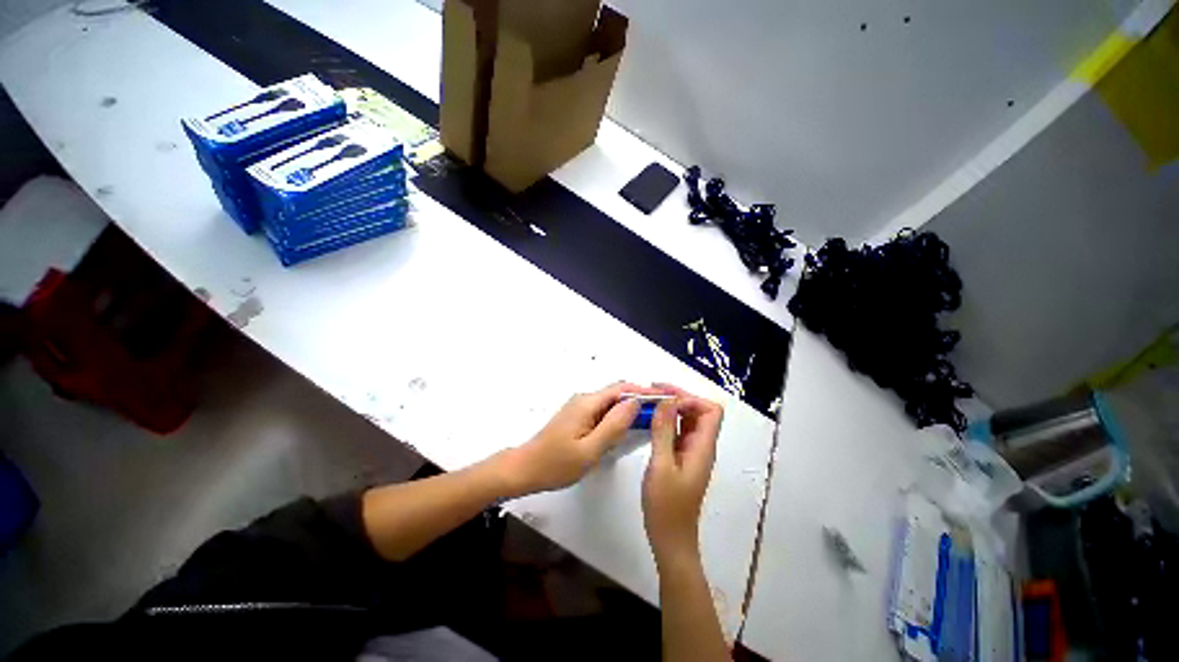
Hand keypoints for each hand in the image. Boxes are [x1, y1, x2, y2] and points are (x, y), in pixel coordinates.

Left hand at [502, 382, 656, 495]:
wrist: (526, 468)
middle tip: (659, 412)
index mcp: (588, 403)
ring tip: (647, 421)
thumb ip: (613, 425)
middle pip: (617, 393)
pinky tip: (624, 429)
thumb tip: (634, 403)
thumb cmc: (556, 463)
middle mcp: (584, 399)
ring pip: (610, 403)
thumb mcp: (589, 449)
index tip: (663, 398)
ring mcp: (579, 407)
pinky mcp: (577, 416)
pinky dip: (617, 416)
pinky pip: (603, 411)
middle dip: (638, 399)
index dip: (643, 391)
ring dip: (628, 409)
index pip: (621, 389)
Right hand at [641, 384, 722, 566]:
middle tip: (652, 392)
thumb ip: (663, 431)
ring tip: (649, 402)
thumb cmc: (666, 506)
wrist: (670, 538)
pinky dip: (666, 420)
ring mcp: (691, 451)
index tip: (665, 397)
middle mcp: (701, 445)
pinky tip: (650, 420)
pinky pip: (677, 430)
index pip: (711, 410)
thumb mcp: (661, 465)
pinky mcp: (681, 457)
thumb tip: (667, 399)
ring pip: (688, 420)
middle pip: (699, 411)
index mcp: (702, 447)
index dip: (691, 398)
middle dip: (679, 397)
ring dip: (671, 407)